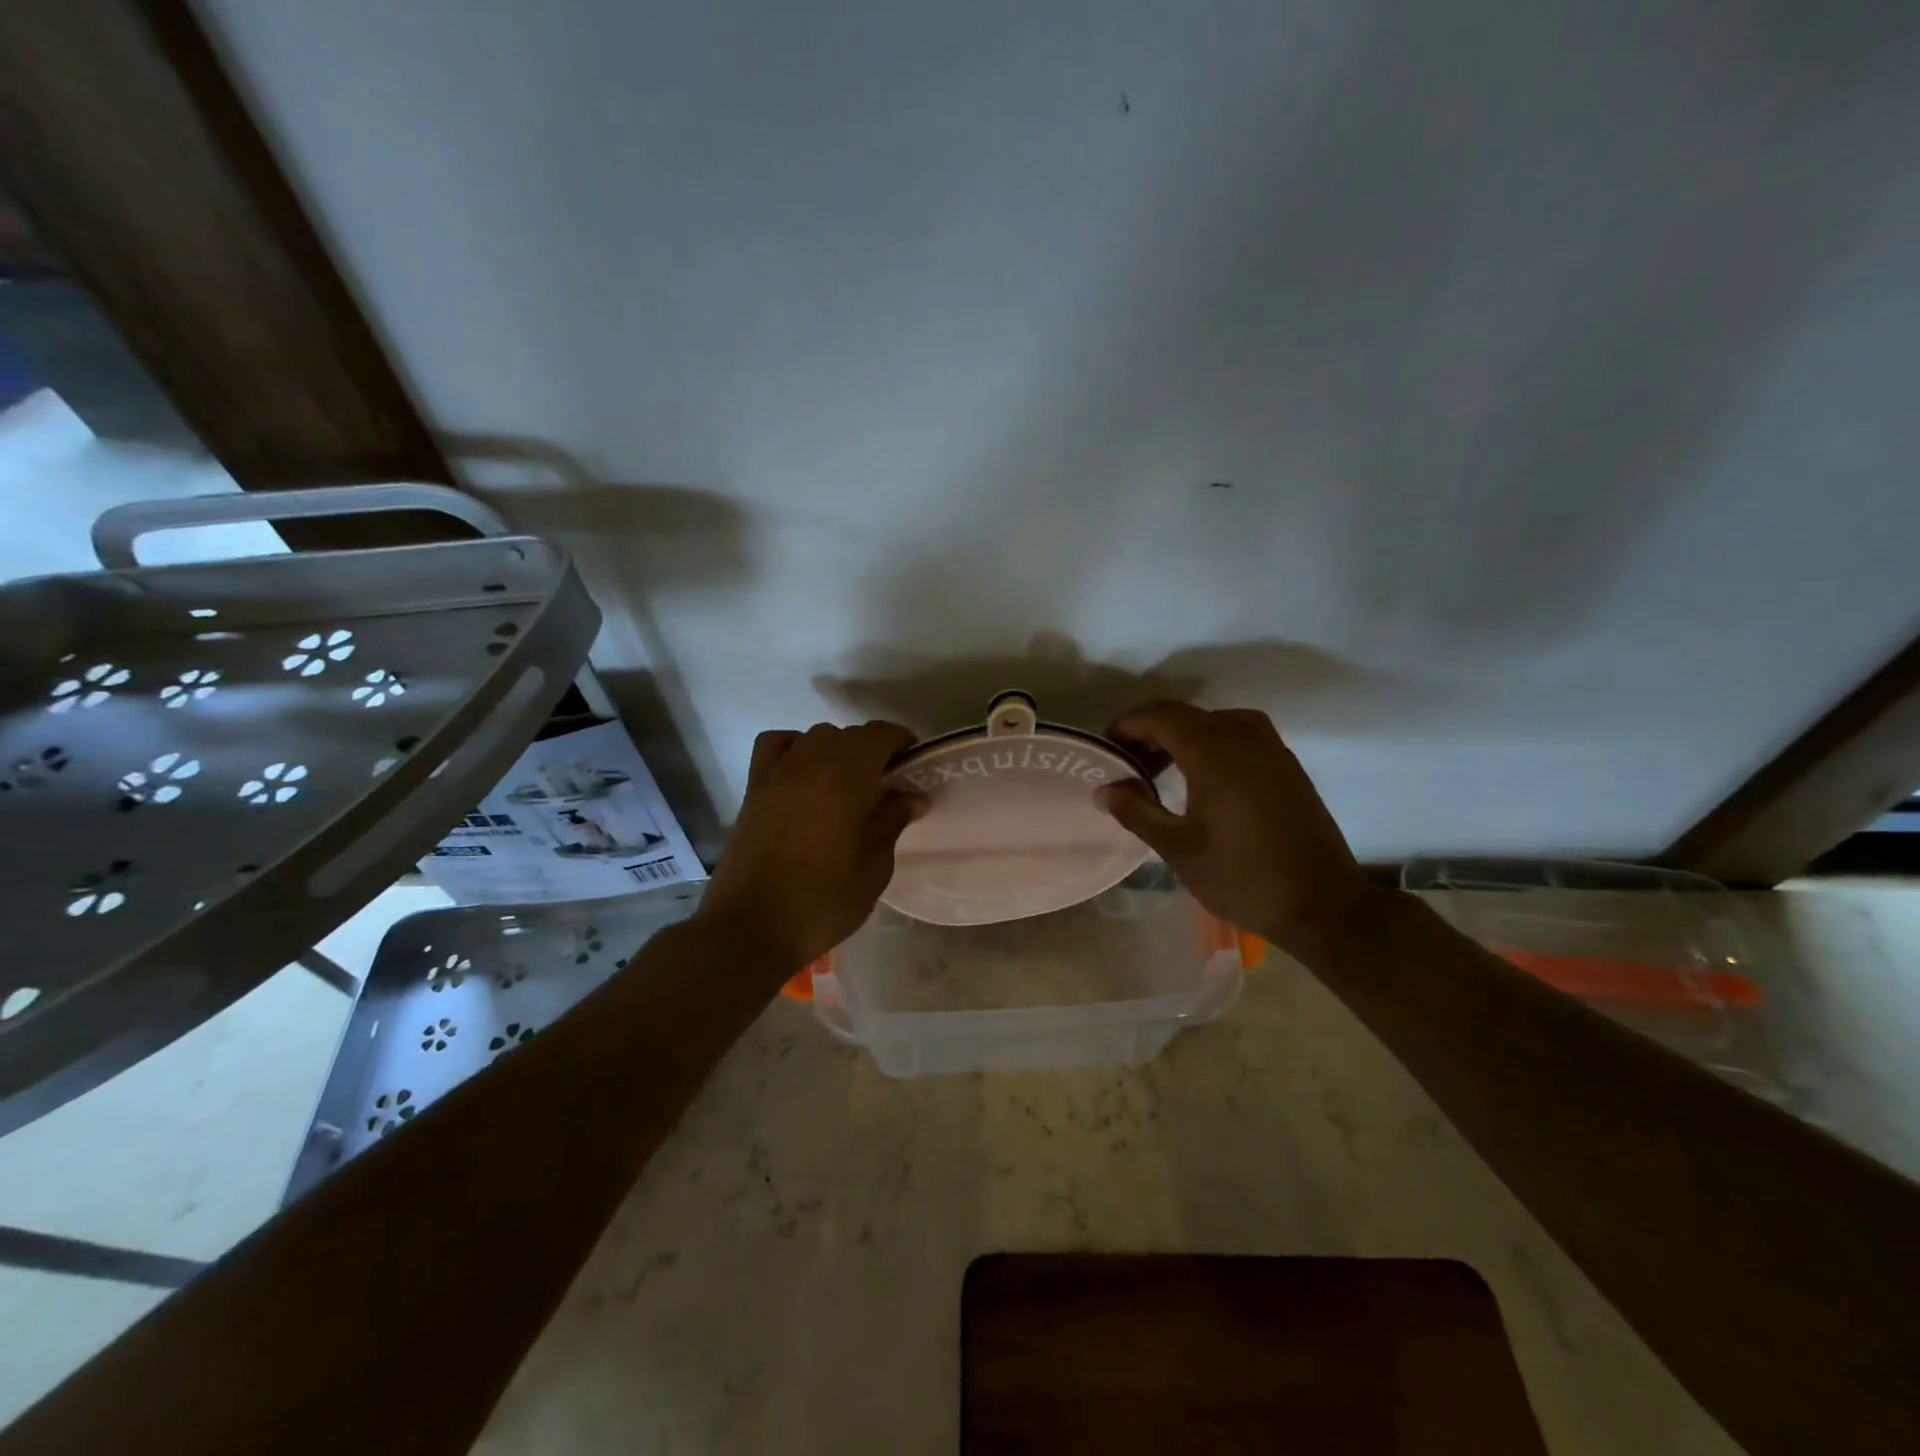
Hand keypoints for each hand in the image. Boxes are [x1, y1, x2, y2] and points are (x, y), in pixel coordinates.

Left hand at [695, 721, 921, 972]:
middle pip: (849, 735)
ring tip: (848, 782)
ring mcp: (778, 773)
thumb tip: (912, 795)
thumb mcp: (874, 869)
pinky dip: (795, 747)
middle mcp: (811, 763)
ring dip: (838, 749)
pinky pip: (776, 745)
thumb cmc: (822, 903)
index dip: (901, 742)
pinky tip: (804, 773)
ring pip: (815, 737)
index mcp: (847, 779)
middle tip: (887, 784)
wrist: (750, 929)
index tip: (914, 765)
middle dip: (873, 750)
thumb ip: (892, 822)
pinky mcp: (754, 788)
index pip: (880, 735)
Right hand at [1098, 702, 1380, 960]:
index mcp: (1214, 752)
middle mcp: (1244, 737)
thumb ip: (1137, 812)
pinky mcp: (1287, 766)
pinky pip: (1239, 735)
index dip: (1127, 725)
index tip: (1105, 749)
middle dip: (1151, 732)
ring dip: (1182, 736)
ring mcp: (1272, 749)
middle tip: (1127, 764)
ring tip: (1160, 770)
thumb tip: (1105, 790)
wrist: (1323, 906)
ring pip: (1215, 722)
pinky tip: (1201, 779)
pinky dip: (1210, 744)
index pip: (1160, 716)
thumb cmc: (1242, 877)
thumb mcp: (1179, 848)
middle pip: (1186, 715)